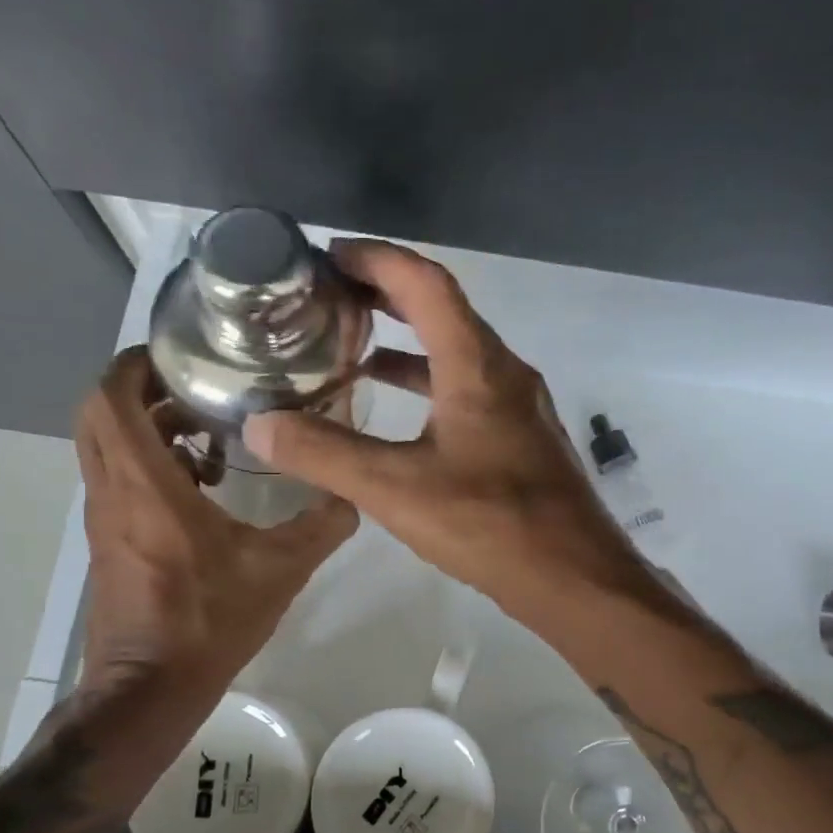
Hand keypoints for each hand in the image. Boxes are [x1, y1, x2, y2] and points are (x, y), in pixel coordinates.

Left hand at [75, 349, 356, 694]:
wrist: (149, 689)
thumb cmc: (208, 622)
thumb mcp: (280, 571)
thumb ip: (322, 526)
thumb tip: (355, 495)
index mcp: (146, 486)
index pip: (112, 398)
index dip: (135, 363)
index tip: (179, 353)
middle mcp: (112, 492)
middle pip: (98, 413)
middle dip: (141, 388)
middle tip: (197, 386)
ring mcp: (103, 518)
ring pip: (104, 446)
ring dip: (145, 426)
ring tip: (206, 433)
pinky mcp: (107, 542)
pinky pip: (115, 478)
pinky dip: (147, 462)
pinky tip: (201, 487)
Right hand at [240, 239, 639, 610]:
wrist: (574, 577)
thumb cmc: (491, 524)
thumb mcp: (396, 489)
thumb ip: (324, 454)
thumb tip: (258, 424)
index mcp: (478, 366)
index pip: (425, 284)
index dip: (376, 259)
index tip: (329, 255)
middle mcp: (505, 373)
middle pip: (444, 310)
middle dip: (386, 294)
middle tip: (332, 296)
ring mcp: (520, 407)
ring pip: (458, 354)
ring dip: (407, 343)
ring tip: (352, 350)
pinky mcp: (523, 439)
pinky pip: (470, 390)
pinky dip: (430, 385)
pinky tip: (399, 413)